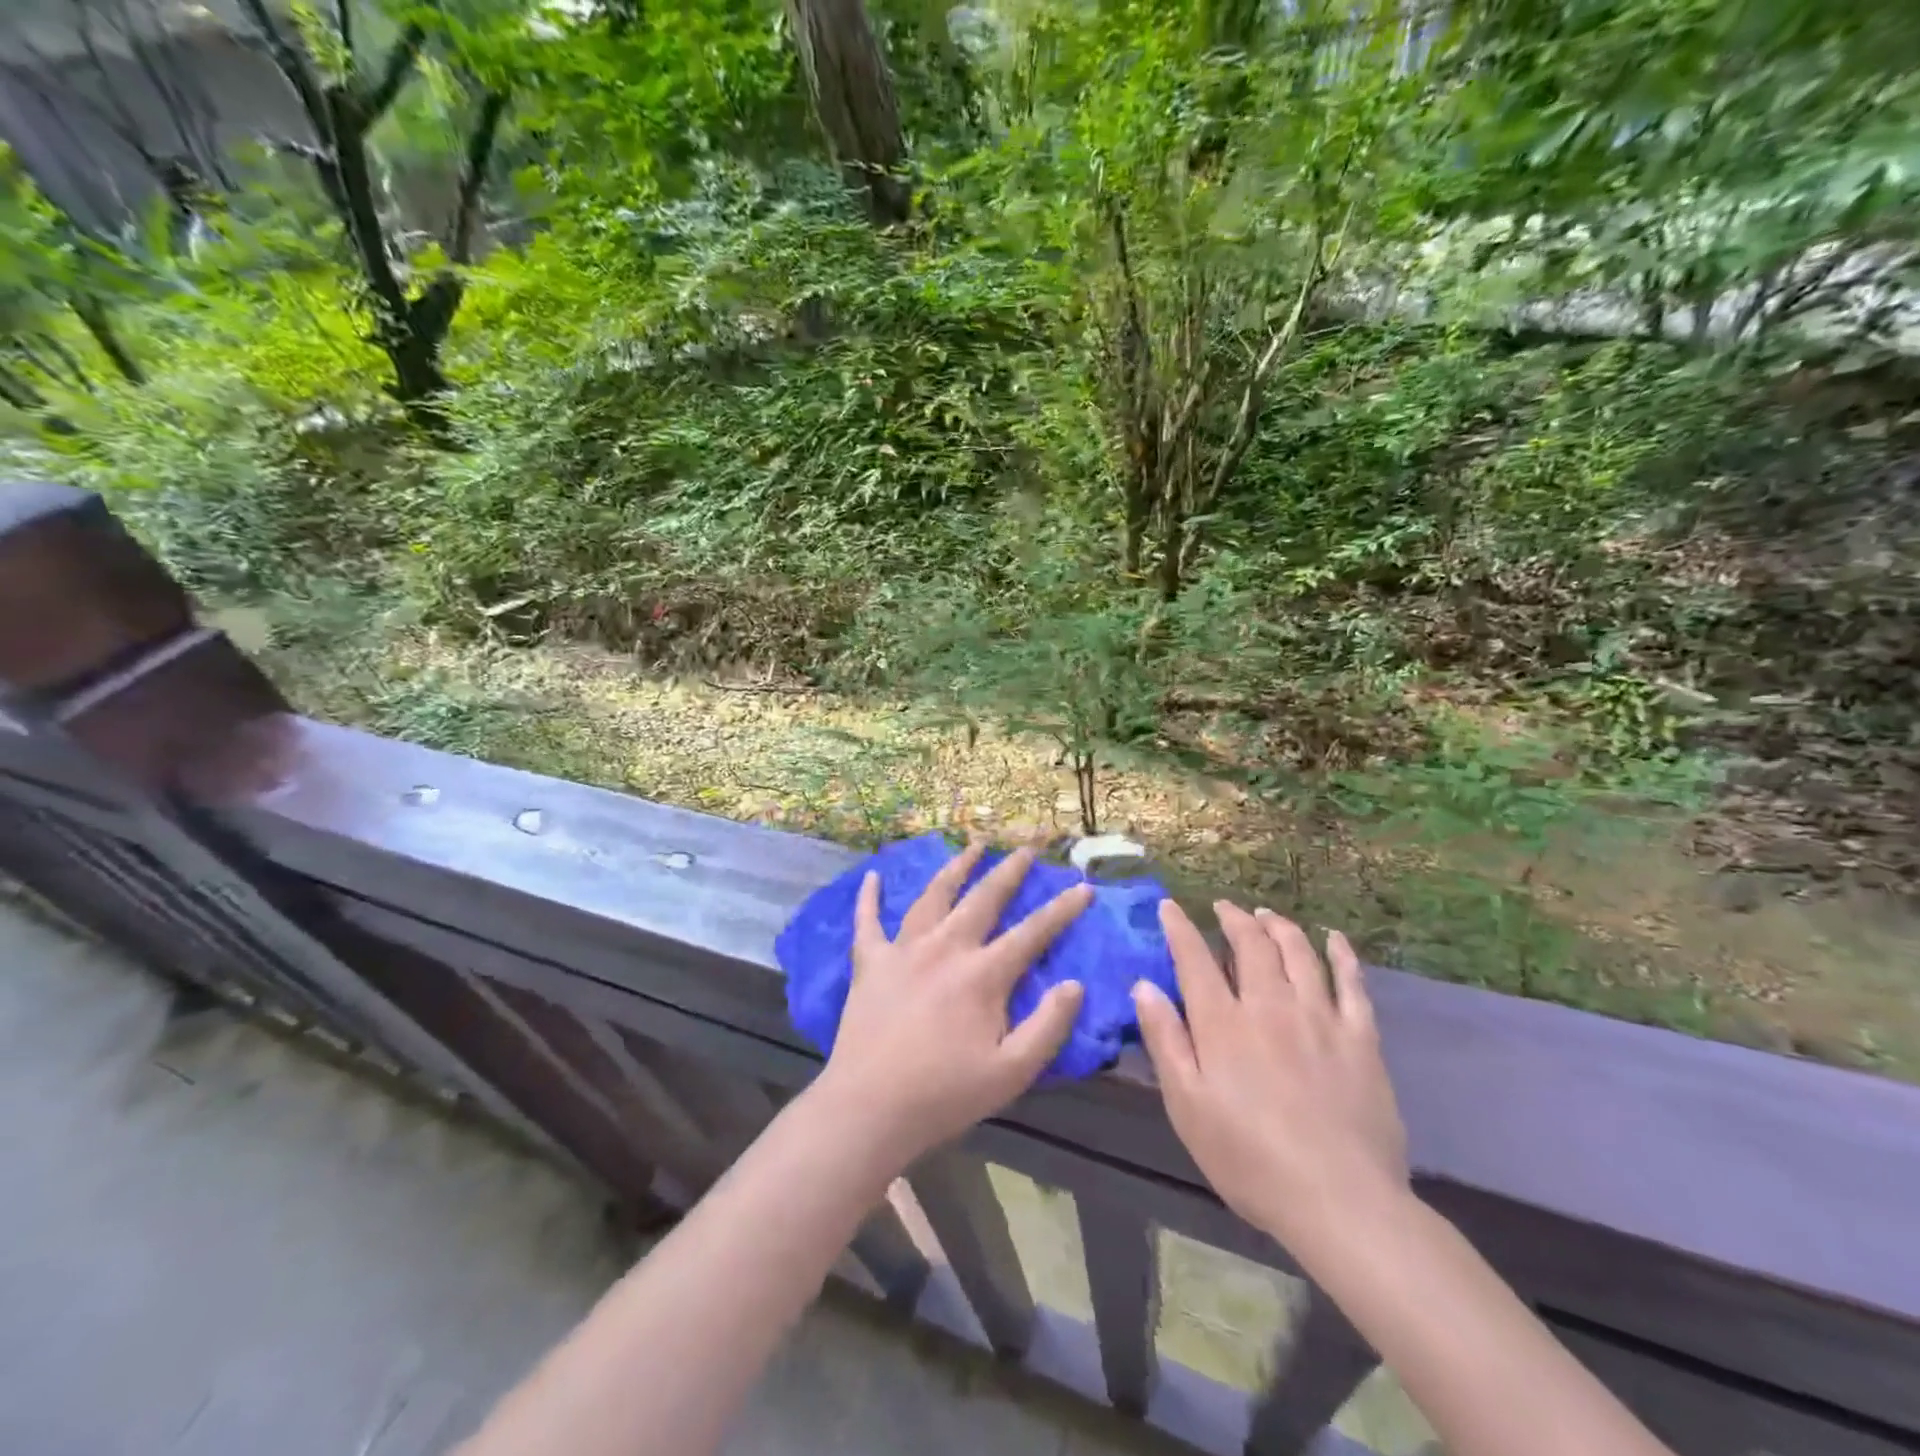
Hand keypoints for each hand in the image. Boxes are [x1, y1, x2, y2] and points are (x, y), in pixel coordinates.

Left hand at [813, 842, 1090, 1168]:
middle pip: (983, 898)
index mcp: (982, 975)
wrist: (868, 1108)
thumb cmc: (944, 1095)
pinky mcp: (869, 962)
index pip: (1032, 932)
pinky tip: (871, 875)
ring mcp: (903, 950)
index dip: (1062, 910)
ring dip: (955, 867)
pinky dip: (869, 897)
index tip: (1084, 887)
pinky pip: (867, 920)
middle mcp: (944, 948)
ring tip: (972, 846)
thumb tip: (1074, 984)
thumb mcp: (1011, 1073)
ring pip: (933, 896)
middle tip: (1027, 848)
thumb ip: (1048, 1026)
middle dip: (1009, 870)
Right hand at [1133, 901, 1407, 1251]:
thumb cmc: (1249, 1159)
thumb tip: (1144, 985)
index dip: (1180, 928)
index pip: (1195, 959)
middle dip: (1234, 919)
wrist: (1341, 1203)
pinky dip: (1342, 954)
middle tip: (1224, 908)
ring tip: (1266, 914)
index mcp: (1223, 1024)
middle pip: (1251, 945)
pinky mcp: (1360, 1039)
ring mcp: (1320, 1018)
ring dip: (1279, 926)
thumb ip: (1165, 1041)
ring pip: (1298, 953)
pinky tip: (1334, 939)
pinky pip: (1352, 984)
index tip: (1170, 906)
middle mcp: (1270, 1006)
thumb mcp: (1187, 1106)